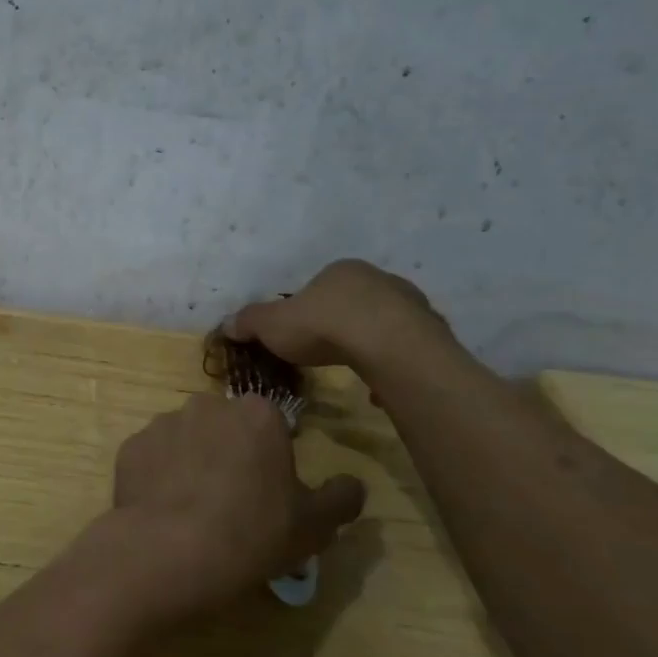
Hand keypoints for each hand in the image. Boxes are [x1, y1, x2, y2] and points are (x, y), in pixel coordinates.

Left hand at [86, 393, 365, 624]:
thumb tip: (353, 485)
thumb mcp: (313, 525)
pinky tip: (164, 511)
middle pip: (225, 428)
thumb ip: (341, 498)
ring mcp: (163, 423)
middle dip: (230, 453)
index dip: (272, 457)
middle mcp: (207, 405)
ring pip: (186, 440)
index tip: (269, 491)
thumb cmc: (252, 533)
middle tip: (232, 501)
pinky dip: (158, 477)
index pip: (271, 425)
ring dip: (192, 463)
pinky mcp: (130, 447)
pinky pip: (152, 458)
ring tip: (193, 510)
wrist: (168, 552)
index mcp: (257, 414)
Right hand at [229, 259, 451, 374]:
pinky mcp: (431, 333)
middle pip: (353, 302)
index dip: (305, 310)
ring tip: (353, 370)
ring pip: (382, 323)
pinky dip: (390, 363)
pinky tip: (379, 385)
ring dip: (368, 342)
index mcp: (342, 271)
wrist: (388, 345)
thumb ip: (250, 322)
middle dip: (340, 324)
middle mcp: (379, 279)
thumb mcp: (273, 325)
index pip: (319, 287)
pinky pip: (404, 348)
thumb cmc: (324, 325)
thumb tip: (226, 324)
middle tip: (324, 351)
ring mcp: (411, 305)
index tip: (298, 334)